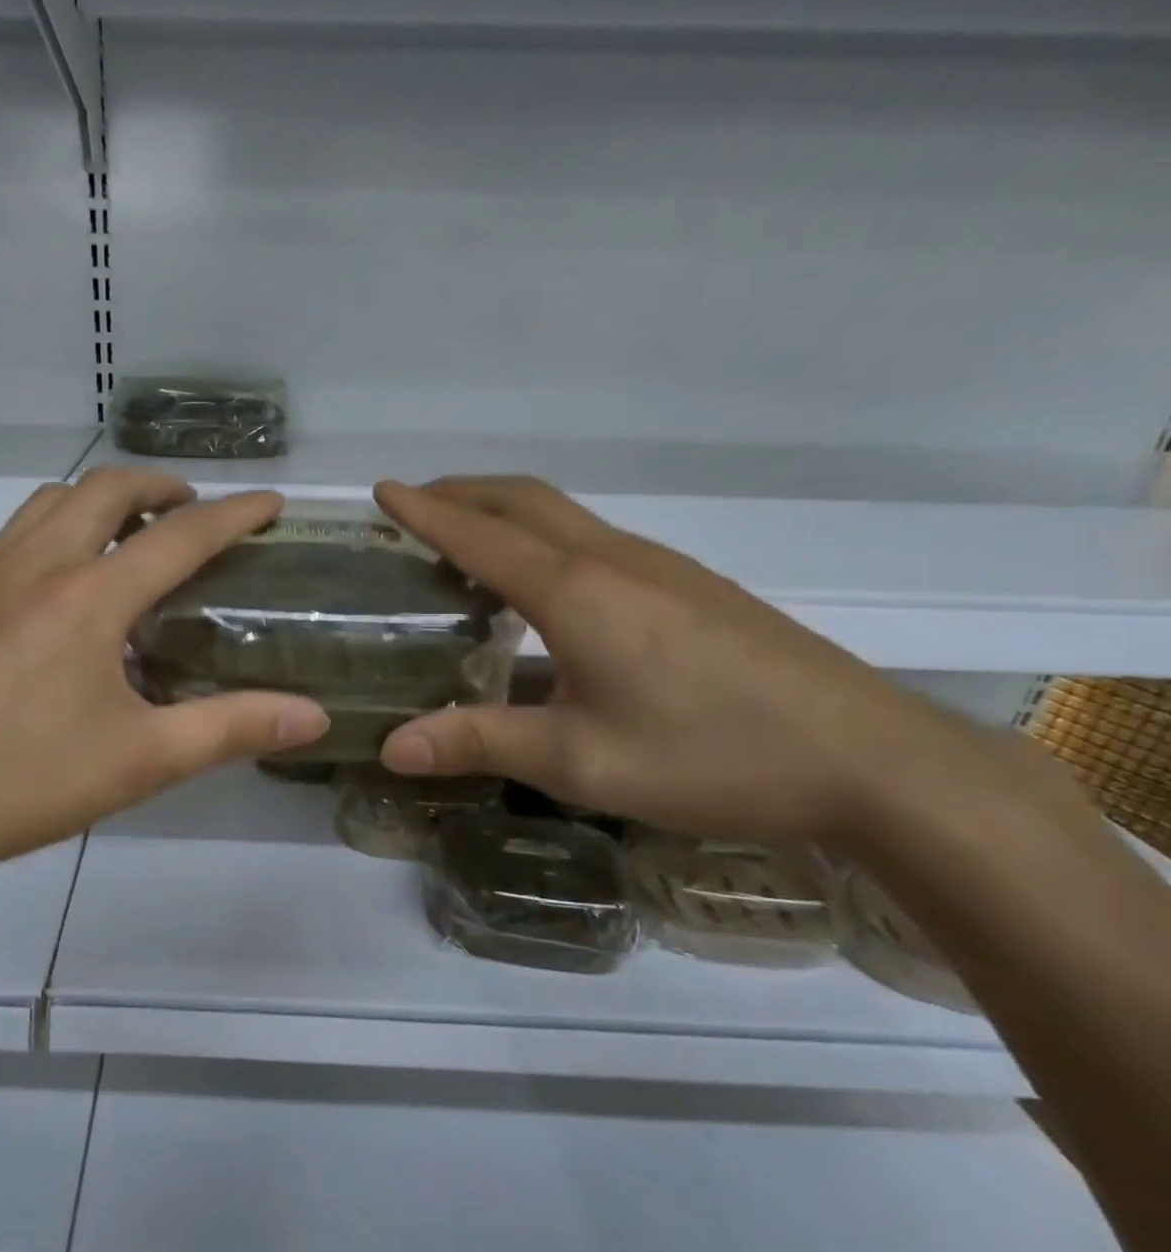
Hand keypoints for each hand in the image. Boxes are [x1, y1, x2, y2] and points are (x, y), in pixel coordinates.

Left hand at [0, 470, 328, 902]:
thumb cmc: (20, 782)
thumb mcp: (140, 761)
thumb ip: (232, 729)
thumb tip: (312, 716)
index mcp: (89, 596)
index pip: (180, 536)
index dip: (234, 515)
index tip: (271, 505)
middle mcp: (36, 564)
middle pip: (105, 489)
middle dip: (160, 487)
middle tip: (193, 513)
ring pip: (50, 501)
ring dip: (100, 499)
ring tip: (130, 534)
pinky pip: (14, 535)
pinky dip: (56, 528)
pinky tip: (60, 585)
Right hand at [374, 477, 1077, 851]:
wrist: (870, 759)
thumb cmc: (711, 756)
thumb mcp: (580, 761)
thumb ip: (480, 743)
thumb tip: (390, 747)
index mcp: (575, 592)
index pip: (479, 536)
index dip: (424, 511)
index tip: (382, 490)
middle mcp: (612, 560)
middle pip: (523, 500)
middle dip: (461, 492)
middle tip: (415, 503)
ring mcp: (659, 566)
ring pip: (562, 513)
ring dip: (503, 509)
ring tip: (466, 535)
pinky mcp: (690, 584)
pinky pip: (594, 536)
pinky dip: (543, 533)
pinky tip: (545, 581)